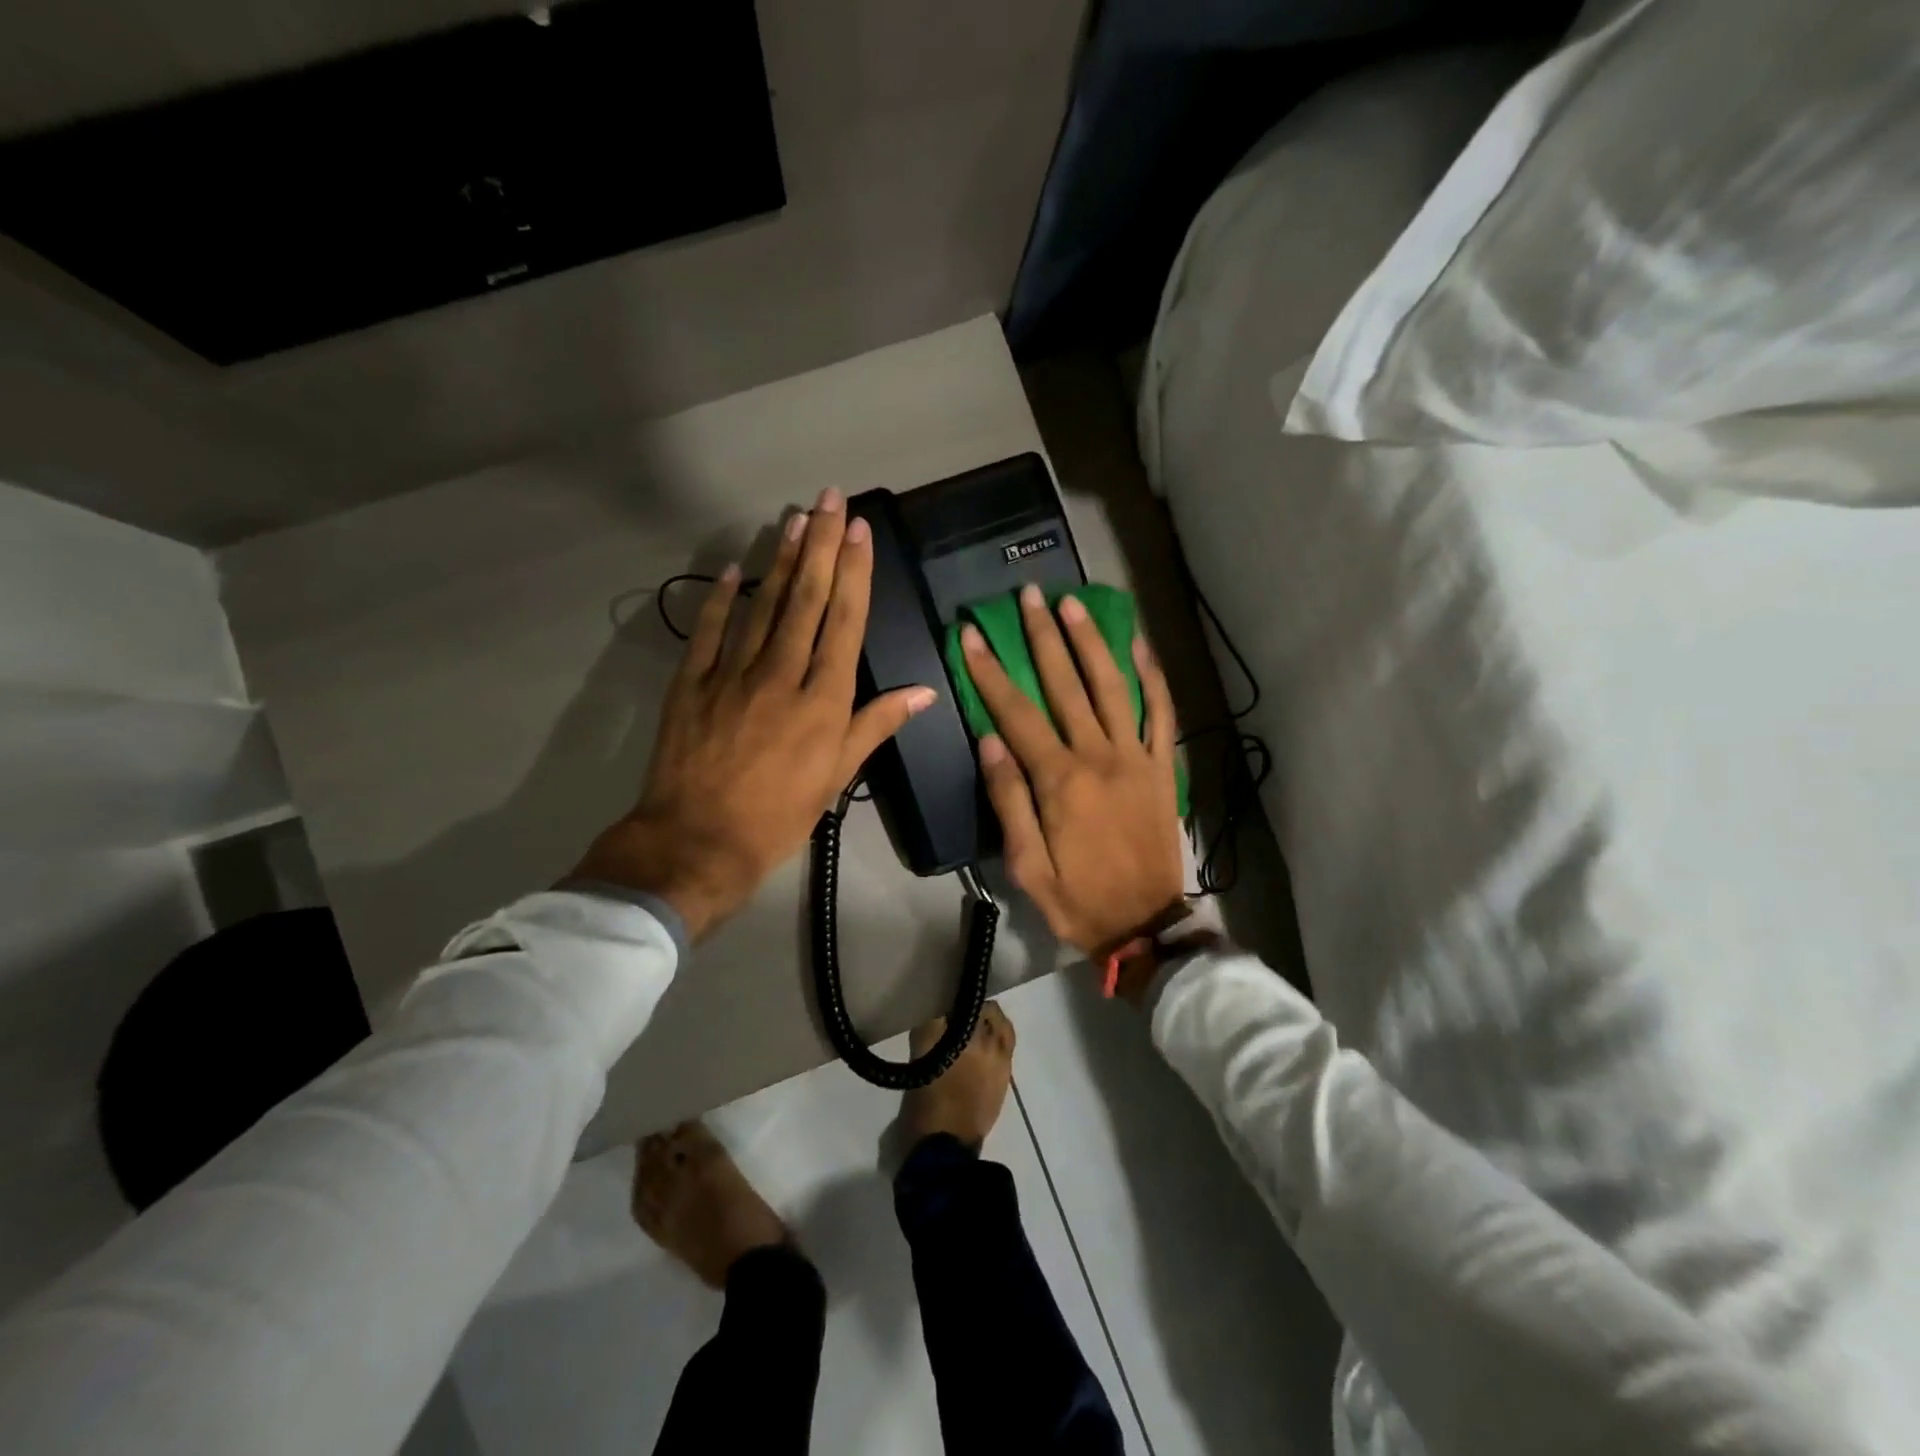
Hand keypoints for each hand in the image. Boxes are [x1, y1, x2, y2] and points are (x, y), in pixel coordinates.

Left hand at [573, 488, 935, 939]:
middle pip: (806, 600)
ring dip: (780, 559)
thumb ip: (876, 726)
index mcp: (823, 699)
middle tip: (830, 498)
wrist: (699, 840)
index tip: (859, 531)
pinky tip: (732, 569)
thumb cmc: (780, 814)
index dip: (854, 573)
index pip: (844, 622)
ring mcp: (732, 673)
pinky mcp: (691, 682)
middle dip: (821, 545)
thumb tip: (923, 691)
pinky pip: (708, 630)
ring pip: (763, 605)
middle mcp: (781, 674)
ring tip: (795, 519)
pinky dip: (719, 598)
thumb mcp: (837, 776)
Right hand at [962, 583, 1185, 957]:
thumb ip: (1008, 798)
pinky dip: (1151, 677)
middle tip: (1028, 596)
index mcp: (1060, 781)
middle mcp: (1099, 757)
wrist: (1144, 923)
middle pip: (1066, 686)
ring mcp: (1136, 758)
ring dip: (1091, 642)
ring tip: (1073, 604)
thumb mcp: (1025, 863)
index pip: (1017, 714)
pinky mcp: (1161, 767)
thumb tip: (989, 740)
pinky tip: (1138, 645)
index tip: (972, 634)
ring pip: (1112, 687)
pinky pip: (1160, 713)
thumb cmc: (1076, 898)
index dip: (991, 672)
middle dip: (1043, 637)